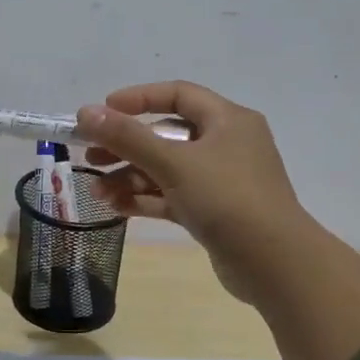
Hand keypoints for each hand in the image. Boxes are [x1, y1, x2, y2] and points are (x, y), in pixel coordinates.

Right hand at [78, 80, 315, 304]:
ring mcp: (222, 181)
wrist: (274, 264)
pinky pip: (174, 196)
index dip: (138, 98)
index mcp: (228, 120)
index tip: (102, 111)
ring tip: (97, 192)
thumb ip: (127, 137)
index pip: (178, 95)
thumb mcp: (173, 163)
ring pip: (168, 169)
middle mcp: (227, 145)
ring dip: (131, 177)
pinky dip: (147, 199)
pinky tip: (116, 208)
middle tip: (91, 157)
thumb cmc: (226, 198)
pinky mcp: (216, 212)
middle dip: (126, 146)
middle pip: (168, 135)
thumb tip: (85, 112)